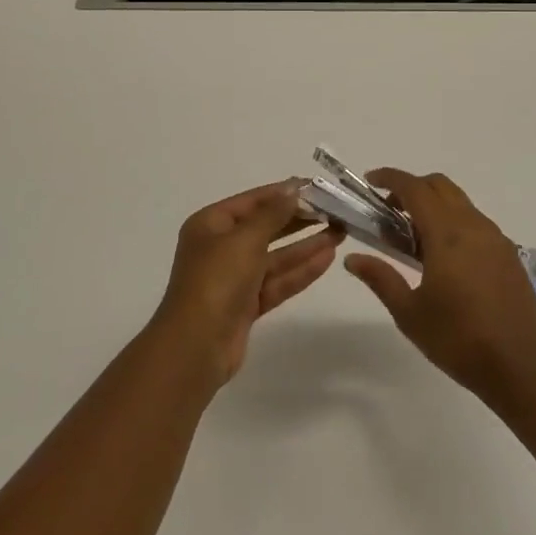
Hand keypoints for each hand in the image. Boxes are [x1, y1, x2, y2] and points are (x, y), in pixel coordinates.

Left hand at [150, 182, 342, 386]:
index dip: (284, 192)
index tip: (317, 187)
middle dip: (299, 219)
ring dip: (306, 245)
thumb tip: (293, 189)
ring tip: (340, 232)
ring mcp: (234, 278)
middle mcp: (221, 247)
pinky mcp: (247, 305)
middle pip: (266, 227)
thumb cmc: (216, 280)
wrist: (195, 347)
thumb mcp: (245, 239)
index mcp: (211, 224)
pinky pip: (277, 280)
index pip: (253, 200)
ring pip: (276, 256)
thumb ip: (272, 214)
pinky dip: (301, 270)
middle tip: (334, 210)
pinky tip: (327, 257)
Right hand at [344, 169, 535, 400]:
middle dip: (412, 188)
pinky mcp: (509, 254)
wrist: (521, 369)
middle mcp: (474, 226)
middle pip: (440, 185)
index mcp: (447, 234)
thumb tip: (352, 258)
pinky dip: (454, 222)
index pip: (415, 188)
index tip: (370, 182)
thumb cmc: (459, 341)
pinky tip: (446, 258)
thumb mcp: (410, 313)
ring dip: (435, 205)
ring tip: (415, 238)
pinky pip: (476, 222)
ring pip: (460, 202)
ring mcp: (496, 239)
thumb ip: (381, 278)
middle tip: (389, 212)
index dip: (390, 178)